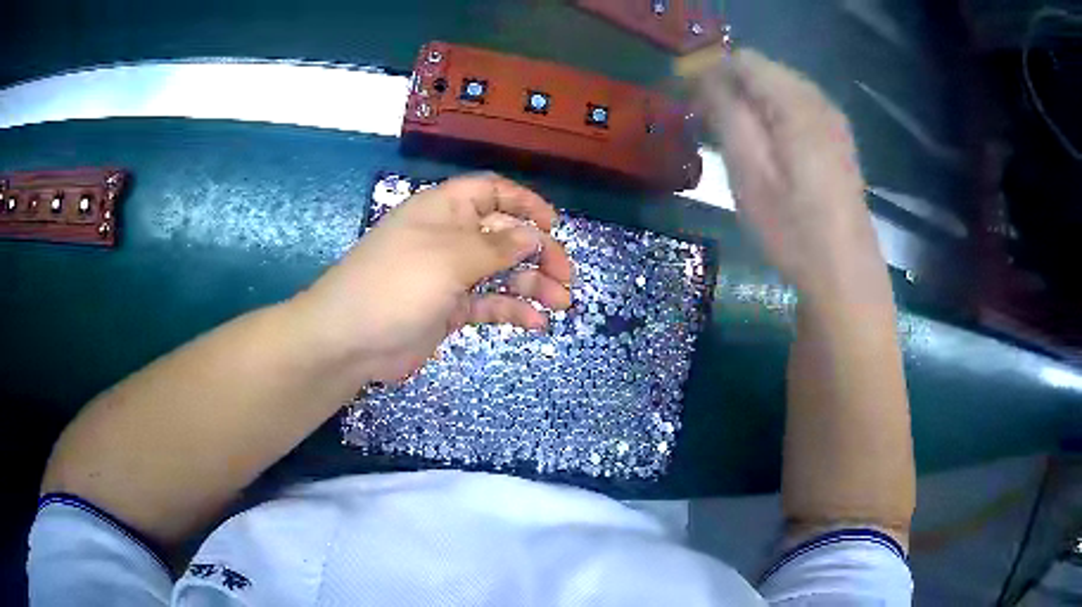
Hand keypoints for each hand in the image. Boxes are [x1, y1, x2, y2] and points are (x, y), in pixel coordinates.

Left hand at [293, 173, 573, 383]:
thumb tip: (533, 236)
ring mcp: (449, 275)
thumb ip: (497, 246)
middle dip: (539, 252)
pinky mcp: (449, 309)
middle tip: (567, 277)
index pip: (492, 192)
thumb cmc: (397, 283)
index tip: (555, 225)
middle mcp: (450, 237)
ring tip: (562, 303)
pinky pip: (488, 303)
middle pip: (504, 235)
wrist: (350, 339)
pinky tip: (536, 323)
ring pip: (501, 272)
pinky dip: (513, 311)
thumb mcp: (450, 257)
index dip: (525, 204)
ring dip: (533, 285)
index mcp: (445, 210)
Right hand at [690, 49, 886, 299]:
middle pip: (763, 71)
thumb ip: (726, 113)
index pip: (743, 61)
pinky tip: (768, 151)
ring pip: (780, 90)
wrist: (845, 274)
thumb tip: (706, 77)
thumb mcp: (748, 171)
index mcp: (795, 103)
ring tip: (735, 141)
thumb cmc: (792, 229)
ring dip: (751, 105)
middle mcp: (818, 100)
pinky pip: (798, 110)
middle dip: (731, 89)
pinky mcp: (839, 141)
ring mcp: (833, 120)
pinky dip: (774, 118)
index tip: (692, 106)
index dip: (711, 74)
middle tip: (709, 127)